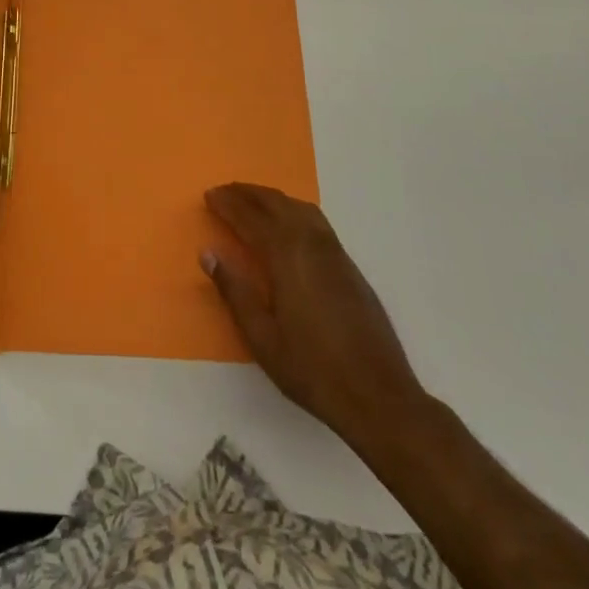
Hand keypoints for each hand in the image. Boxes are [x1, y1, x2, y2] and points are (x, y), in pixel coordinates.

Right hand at [203, 183, 425, 451]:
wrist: (379, 396)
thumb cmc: (312, 370)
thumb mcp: (262, 337)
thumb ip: (234, 291)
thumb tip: (208, 253)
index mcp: (286, 256)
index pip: (250, 218)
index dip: (227, 204)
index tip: (208, 195)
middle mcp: (311, 243)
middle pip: (276, 203)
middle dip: (247, 193)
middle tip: (224, 192)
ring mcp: (335, 253)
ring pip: (299, 207)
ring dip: (272, 198)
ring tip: (252, 202)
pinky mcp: (349, 266)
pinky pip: (315, 221)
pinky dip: (293, 210)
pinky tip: (288, 225)